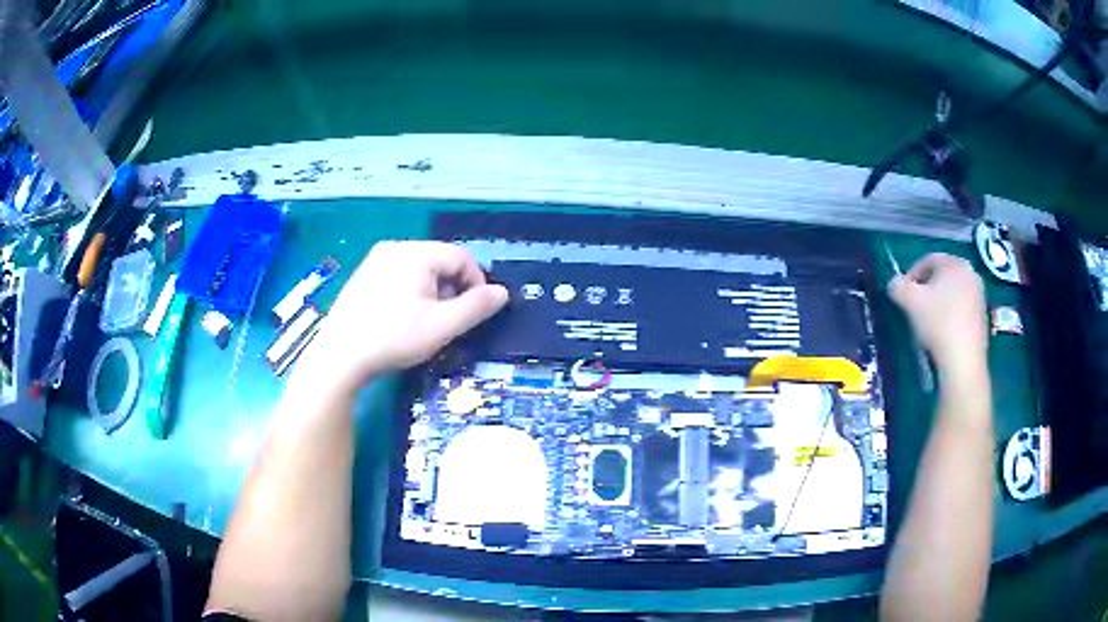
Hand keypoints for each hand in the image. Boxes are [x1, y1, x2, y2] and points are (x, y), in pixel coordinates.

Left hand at [299, 241, 508, 390]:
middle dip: (452, 289)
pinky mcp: (363, 276)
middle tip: (448, 320)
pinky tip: (402, 318)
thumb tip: (502, 293)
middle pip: (440, 261)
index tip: (474, 313)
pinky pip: (399, 276)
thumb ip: (475, 307)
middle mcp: (395, 247)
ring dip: (433, 292)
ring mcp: (375, 260)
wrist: (340, 356)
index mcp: (415, 253)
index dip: (476, 283)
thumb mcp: (441, 326)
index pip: (461, 257)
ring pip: (420, 270)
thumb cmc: (393, 338)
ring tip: (426, 322)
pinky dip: (411, 293)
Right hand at [889, 253, 986, 377]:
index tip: (902, 294)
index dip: (911, 274)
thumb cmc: (938, 323)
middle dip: (926, 289)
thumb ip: (898, 286)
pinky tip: (942, 334)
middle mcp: (971, 273)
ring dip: (938, 303)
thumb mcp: (910, 302)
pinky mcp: (983, 317)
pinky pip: (961, 309)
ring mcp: (980, 296)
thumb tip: (895, 284)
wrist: (963, 361)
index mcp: (955, 263)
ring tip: (927, 323)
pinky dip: (950, 316)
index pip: (928, 260)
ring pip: (952, 293)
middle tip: (914, 307)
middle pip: (942, 276)